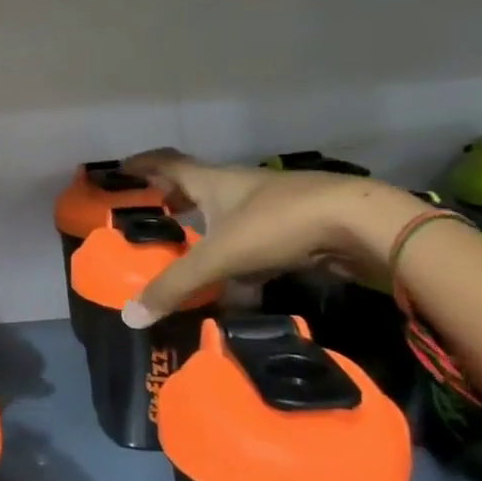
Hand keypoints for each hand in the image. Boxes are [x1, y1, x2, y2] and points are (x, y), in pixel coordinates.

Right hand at [118, 149, 427, 325]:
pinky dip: (237, 258)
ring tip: (189, 251)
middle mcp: (237, 187)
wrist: (359, 224)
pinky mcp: (295, 228)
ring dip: (206, 228)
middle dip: (173, 199)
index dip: (143, 165)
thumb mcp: (219, 257)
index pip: (167, 163)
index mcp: (211, 181)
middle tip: (154, 214)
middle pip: (196, 186)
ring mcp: (269, 206)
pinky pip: (253, 241)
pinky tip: (237, 285)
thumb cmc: (277, 224)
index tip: (122, 170)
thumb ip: (176, 285)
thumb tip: (129, 317)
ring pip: (227, 215)